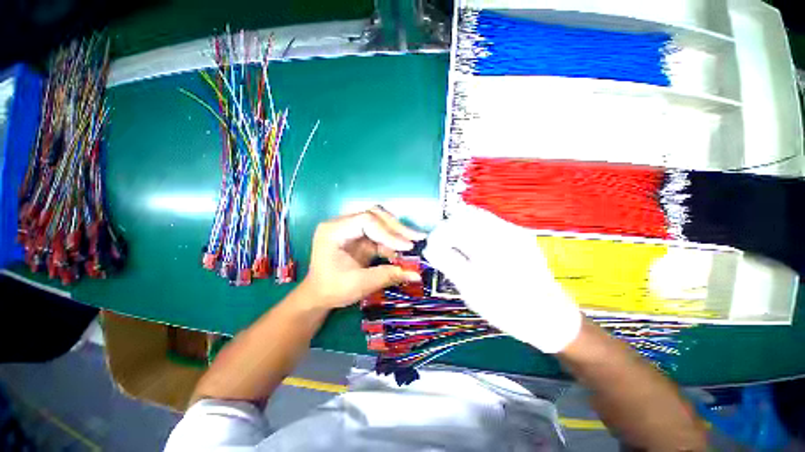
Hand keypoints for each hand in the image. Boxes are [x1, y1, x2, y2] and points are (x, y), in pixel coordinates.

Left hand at [301, 207, 425, 308]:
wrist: (318, 296)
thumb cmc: (332, 289)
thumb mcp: (360, 284)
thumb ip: (388, 276)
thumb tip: (416, 275)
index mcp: (334, 230)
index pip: (366, 220)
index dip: (389, 232)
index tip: (407, 246)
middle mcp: (342, 224)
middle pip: (374, 215)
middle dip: (396, 228)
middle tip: (416, 238)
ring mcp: (351, 229)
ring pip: (379, 221)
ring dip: (397, 232)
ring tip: (414, 242)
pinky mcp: (359, 237)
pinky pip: (379, 234)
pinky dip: (392, 242)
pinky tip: (402, 252)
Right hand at [423, 206, 581, 352]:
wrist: (549, 316)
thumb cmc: (507, 309)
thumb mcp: (472, 291)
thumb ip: (448, 264)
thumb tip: (429, 248)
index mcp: (489, 248)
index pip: (453, 228)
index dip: (437, 236)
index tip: (431, 249)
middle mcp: (503, 232)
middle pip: (464, 215)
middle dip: (447, 229)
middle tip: (442, 247)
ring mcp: (513, 231)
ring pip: (476, 215)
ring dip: (460, 226)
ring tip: (456, 246)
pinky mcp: (518, 234)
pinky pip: (488, 222)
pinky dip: (473, 228)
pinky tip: (473, 245)